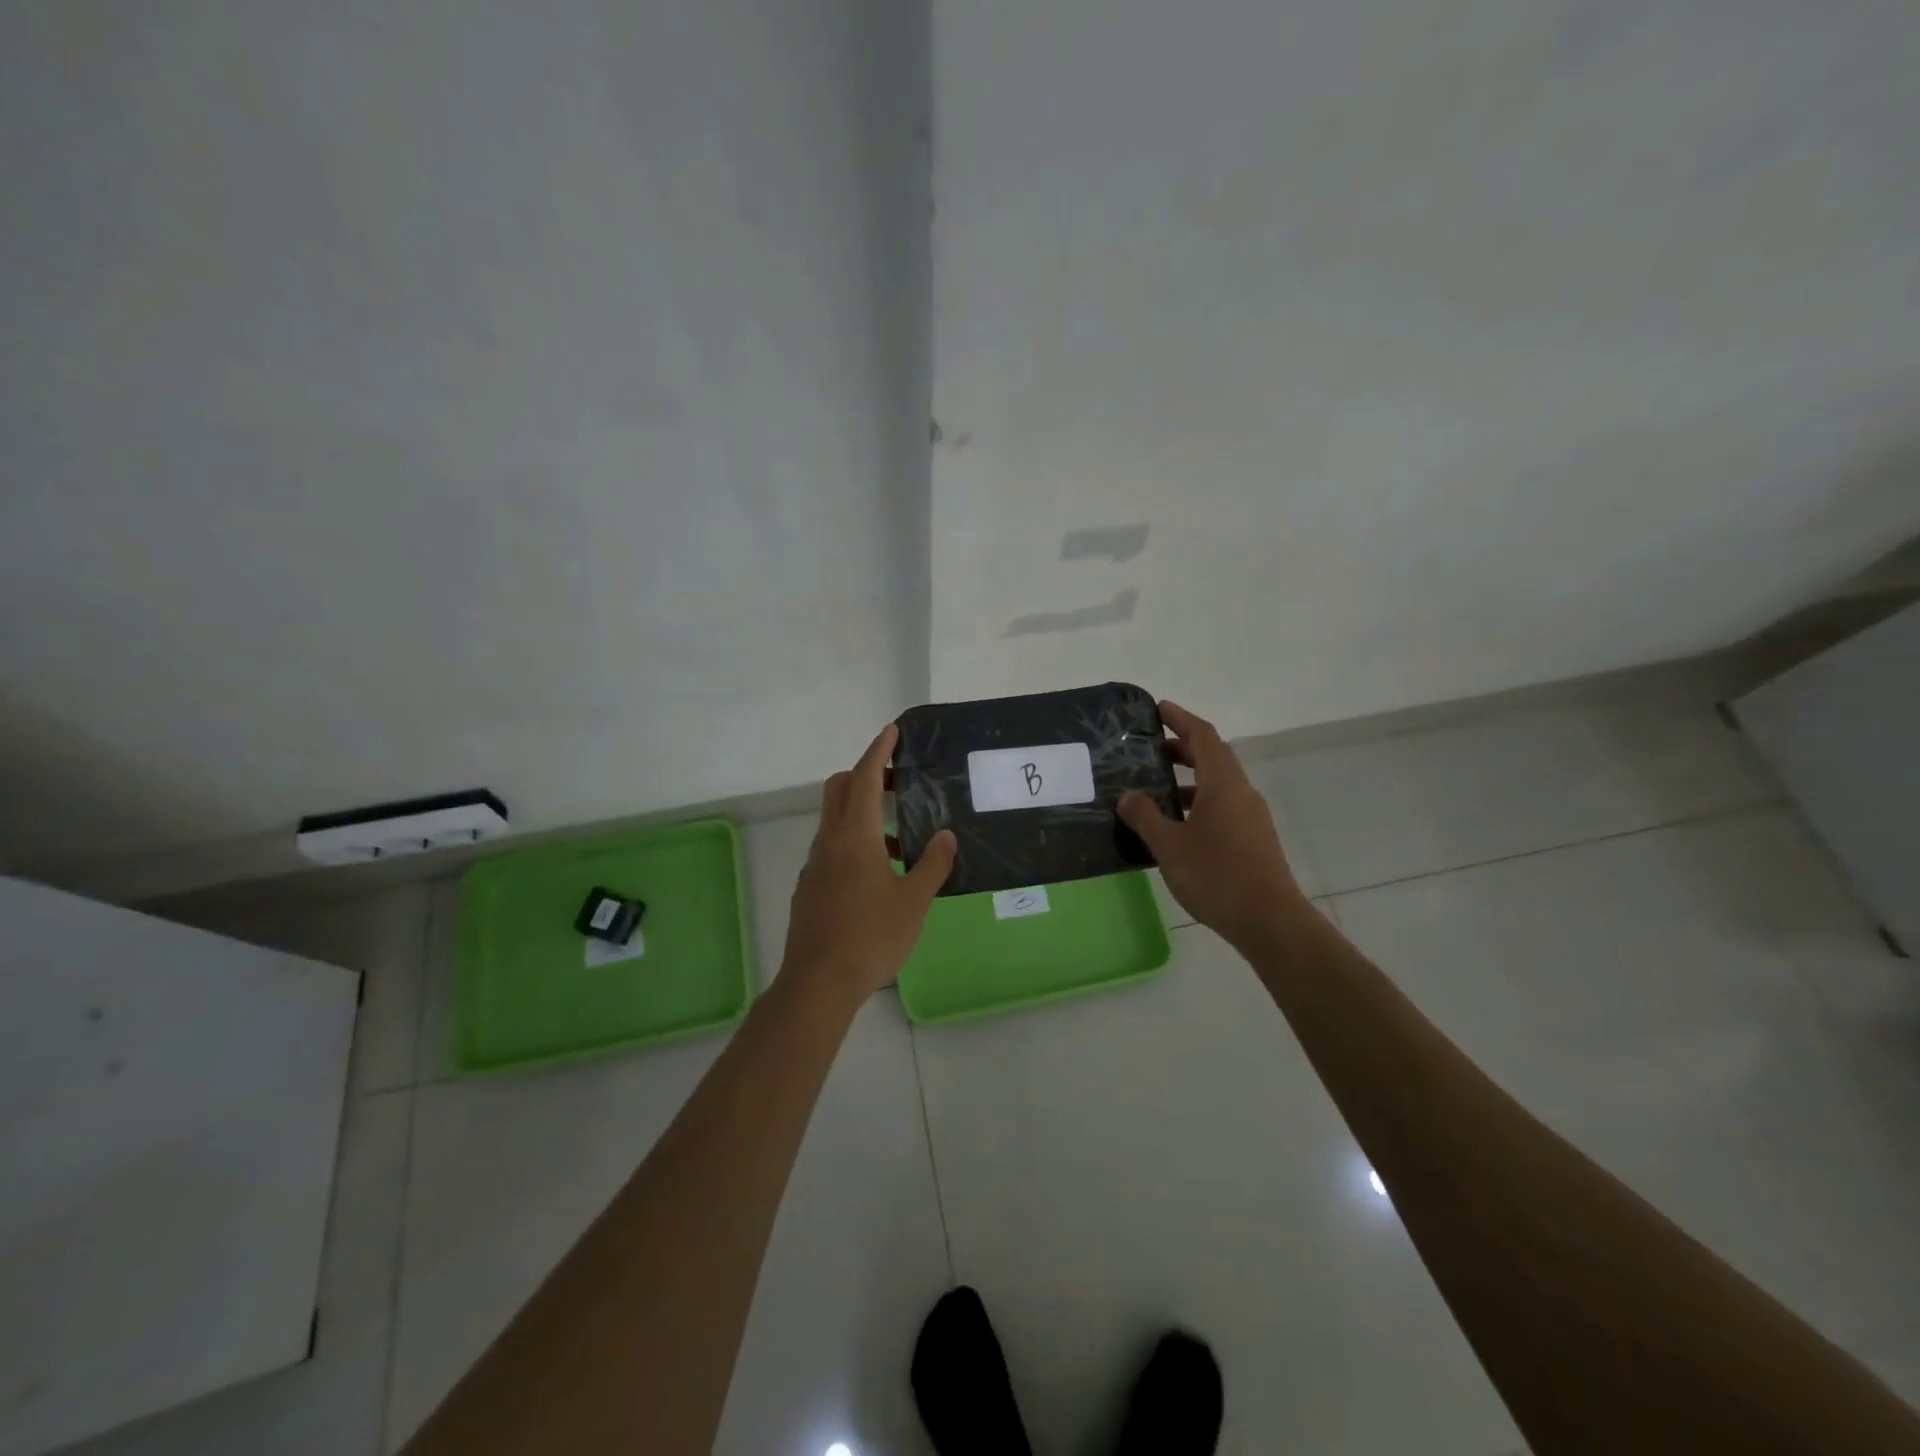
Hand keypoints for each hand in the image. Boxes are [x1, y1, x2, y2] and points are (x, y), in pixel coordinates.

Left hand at [782, 724, 957, 1001]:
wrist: (818, 982)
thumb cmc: (872, 937)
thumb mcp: (914, 901)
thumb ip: (932, 864)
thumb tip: (945, 835)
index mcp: (855, 836)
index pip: (865, 778)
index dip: (878, 751)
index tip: (891, 731)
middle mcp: (829, 841)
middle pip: (840, 789)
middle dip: (866, 774)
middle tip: (897, 780)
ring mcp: (814, 864)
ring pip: (834, 820)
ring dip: (862, 812)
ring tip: (900, 839)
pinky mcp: (809, 886)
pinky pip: (831, 848)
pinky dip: (853, 841)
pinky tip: (878, 874)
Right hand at [1118, 701, 1307, 951]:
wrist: (1270, 921)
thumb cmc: (1216, 876)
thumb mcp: (1169, 846)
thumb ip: (1146, 817)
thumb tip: (1128, 795)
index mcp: (1223, 784)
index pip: (1203, 737)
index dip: (1181, 719)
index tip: (1159, 709)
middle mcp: (1241, 793)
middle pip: (1214, 757)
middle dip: (1183, 747)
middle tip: (1151, 749)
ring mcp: (1251, 817)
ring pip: (1219, 784)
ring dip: (1190, 778)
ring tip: (1158, 787)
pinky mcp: (1254, 839)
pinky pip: (1223, 806)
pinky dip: (1199, 802)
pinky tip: (1178, 824)